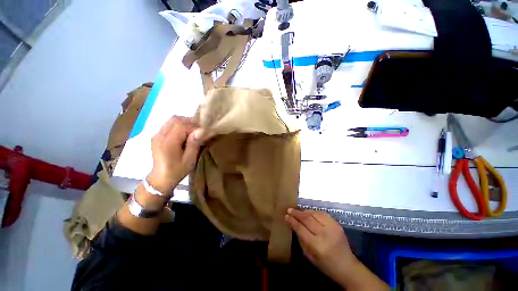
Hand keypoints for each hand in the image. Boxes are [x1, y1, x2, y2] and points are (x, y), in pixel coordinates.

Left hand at [147, 116, 201, 193]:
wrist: (161, 178)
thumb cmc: (177, 170)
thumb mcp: (189, 159)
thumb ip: (194, 143)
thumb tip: (200, 130)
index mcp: (168, 142)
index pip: (182, 125)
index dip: (194, 126)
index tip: (203, 132)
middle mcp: (160, 135)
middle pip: (175, 119)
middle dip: (189, 122)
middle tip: (199, 129)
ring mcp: (157, 135)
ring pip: (171, 120)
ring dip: (184, 123)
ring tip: (192, 131)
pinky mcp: (157, 136)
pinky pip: (168, 125)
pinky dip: (178, 125)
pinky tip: (184, 133)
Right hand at [285, 208, 355, 281]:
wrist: (347, 266)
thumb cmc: (325, 265)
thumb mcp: (309, 256)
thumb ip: (301, 239)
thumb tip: (293, 224)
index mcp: (317, 246)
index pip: (301, 229)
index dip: (292, 221)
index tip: (286, 215)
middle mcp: (325, 234)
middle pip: (307, 219)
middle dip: (296, 213)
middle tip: (289, 209)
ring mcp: (332, 228)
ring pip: (314, 214)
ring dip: (304, 211)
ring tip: (297, 211)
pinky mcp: (337, 224)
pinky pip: (322, 213)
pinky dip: (313, 212)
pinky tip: (308, 213)